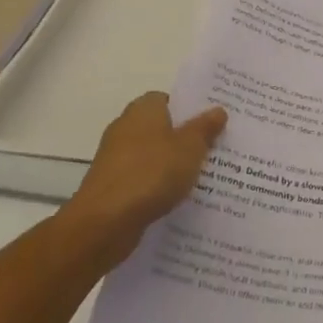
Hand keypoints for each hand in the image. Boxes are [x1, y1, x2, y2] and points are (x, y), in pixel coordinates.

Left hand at [68, 92, 225, 262]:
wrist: (104, 223)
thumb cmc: (151, 174)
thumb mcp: (189, 148)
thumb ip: (204, 128)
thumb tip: (218, 110)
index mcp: (143, 109)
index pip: (169, 100)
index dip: (190, 110)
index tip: (212, 123)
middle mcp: (126, 127)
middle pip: (162, 128)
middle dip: (185, 139)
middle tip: (216, 150)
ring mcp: (116, 158)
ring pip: (153, 156)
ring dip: (172, 166)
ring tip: (203, 179)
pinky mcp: (111, 186)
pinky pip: (142, 180)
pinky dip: (157, 187)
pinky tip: (178, 201)